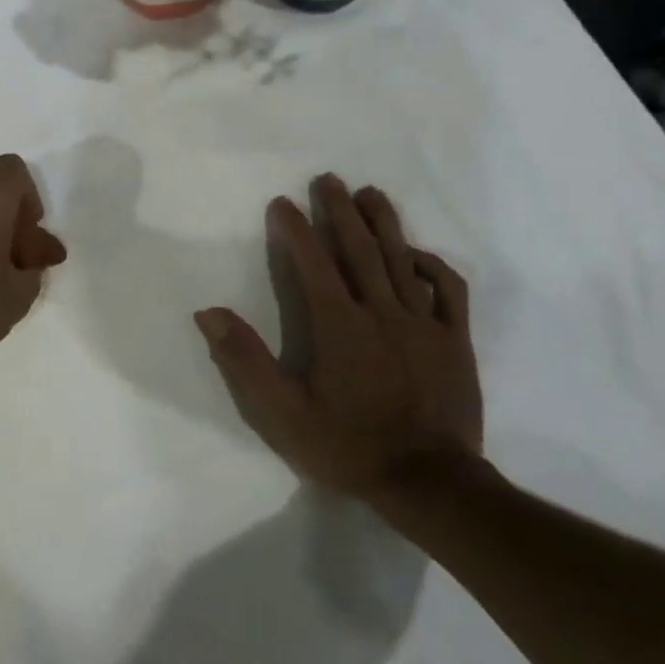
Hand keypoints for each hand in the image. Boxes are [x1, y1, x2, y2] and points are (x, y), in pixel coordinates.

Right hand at [195, 174, 480, 504]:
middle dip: (340, 210)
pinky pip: (448, 290)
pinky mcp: (454, 340)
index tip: (280, 203)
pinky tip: (416, 252)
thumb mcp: (282, 414)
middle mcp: (382, 312)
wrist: (430, 484)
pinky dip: (432, 264)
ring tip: (369, 193)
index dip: (295, 229)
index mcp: (339, 326)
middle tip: (327, 179)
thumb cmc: (348, 446)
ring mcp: (423, 324)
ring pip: (402, 259)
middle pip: (359, 249)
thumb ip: (246, 360)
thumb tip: (210, 313)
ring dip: (383, 222)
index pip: (313, 263)